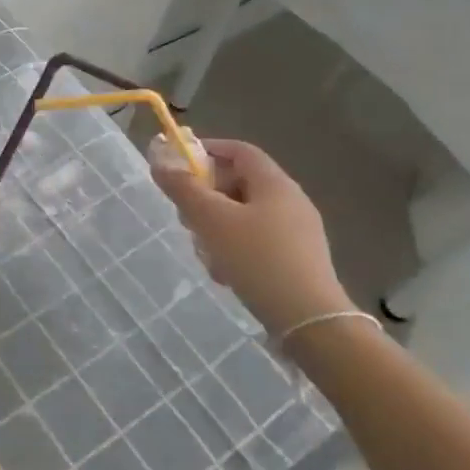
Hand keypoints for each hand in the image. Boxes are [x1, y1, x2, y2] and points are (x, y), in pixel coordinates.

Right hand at [149, 137, 353, 336]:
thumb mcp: (211, 220)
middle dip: (206, 195)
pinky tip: (224, 272)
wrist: (309, 319)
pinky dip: (234, 247)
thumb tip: (160, 163)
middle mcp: (290, 201)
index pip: (239, 150)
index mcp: (274, 183)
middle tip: (184, 214)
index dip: (207, 150)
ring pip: (244, 215)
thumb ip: (183, 188)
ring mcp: (297, 231)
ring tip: (203, 251)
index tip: (178, 164)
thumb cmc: (257, 258)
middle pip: (239, 183)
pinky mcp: (297, 258)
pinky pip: (256, 240)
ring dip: (216, 226)